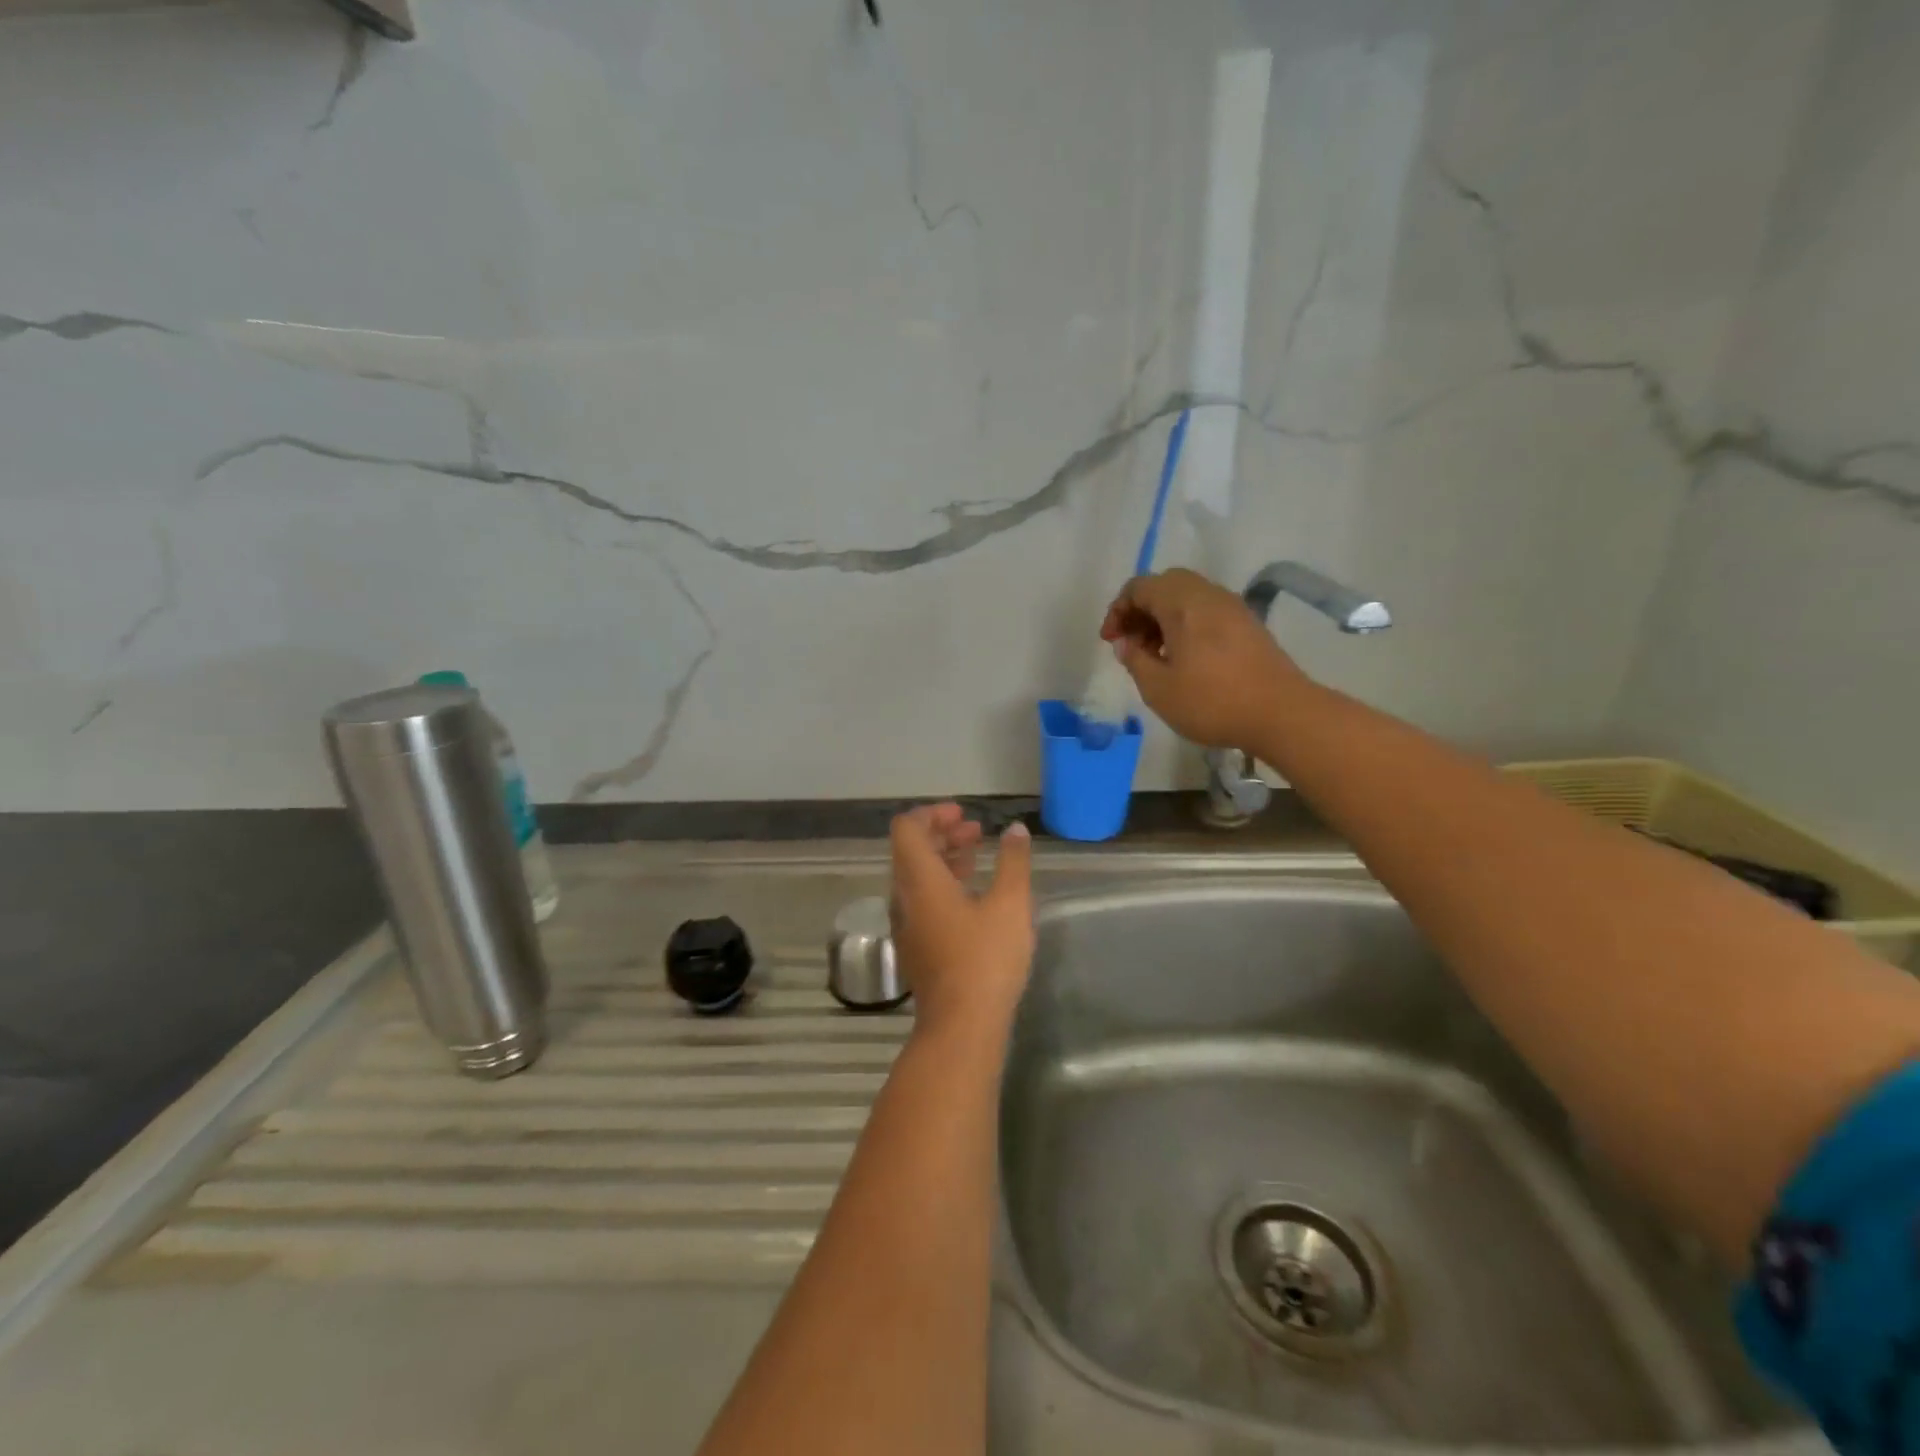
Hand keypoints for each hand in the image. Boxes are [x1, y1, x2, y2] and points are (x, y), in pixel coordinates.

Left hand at [888, 805, 1034, 1038]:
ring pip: (917, 877)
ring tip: (977, 854)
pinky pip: (922, 900)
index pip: (907, 828)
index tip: (963, 814)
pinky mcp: (916, 946)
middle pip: (911, 850)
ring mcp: (907, 924)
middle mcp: (904, 897)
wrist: (962, 1026)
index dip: (932, 813)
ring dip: (943, 858)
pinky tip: (973, 894)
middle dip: (941, 832)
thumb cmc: (986, 958)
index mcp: (919, 880)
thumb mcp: (1010, 904)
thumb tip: (1015, 830)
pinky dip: (943, 884)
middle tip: (975, 830)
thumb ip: (1013, 861)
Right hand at [1100, 568, 1311, 749]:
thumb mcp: (1158, 688)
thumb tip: (1127, 643)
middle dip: (1141, 609)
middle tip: (1132, 643)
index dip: (1118, 610)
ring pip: (1188, 596)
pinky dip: (1187, 624)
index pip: (1139, 587)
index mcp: (1182, 603)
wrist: (1281, 713)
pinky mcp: (1248, 624)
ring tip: (1156, 654)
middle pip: (1165, 585)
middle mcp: (1208, 595)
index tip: (1111, 641)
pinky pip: (1207, 610)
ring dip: (1164, 617)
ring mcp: (1232, 607)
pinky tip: (1185, 658)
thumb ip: (1135, 660)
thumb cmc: (1212, 701)